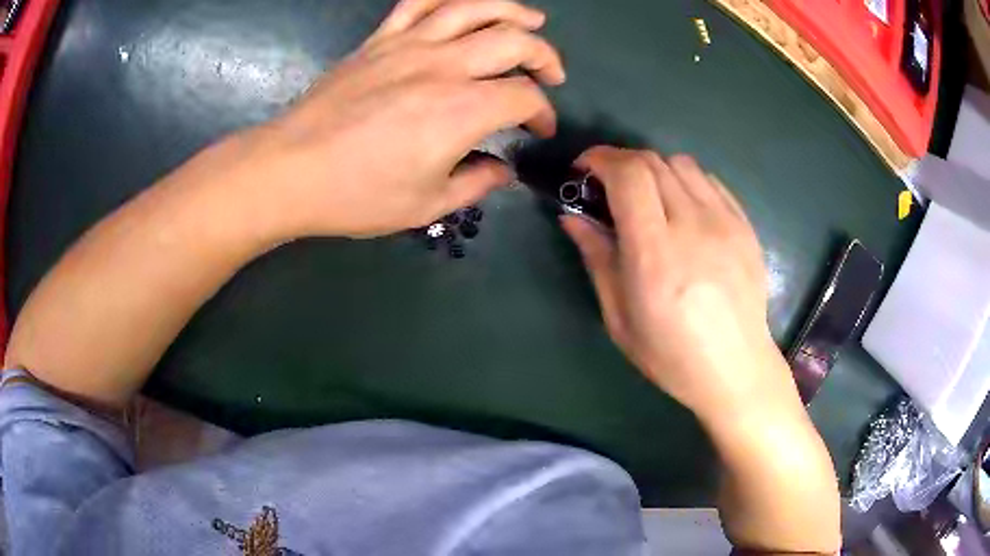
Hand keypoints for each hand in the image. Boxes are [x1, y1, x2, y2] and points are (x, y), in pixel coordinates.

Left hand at [241, 0, 563, 238]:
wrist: (290, 169)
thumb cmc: (356, 194)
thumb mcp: (426, 206)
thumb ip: (475, 184)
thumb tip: (503, 171)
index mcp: (461, 111)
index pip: (524, 98)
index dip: (542, 114)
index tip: (538, 132)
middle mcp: (443, 66)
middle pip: (514, 41)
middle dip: (545, 57)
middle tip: (550, 76)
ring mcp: (409, 45)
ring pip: (474, 8)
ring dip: (512, 11)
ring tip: (532, 19)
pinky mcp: (380, 40)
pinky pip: (419, 2)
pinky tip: (464, 6)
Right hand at [561, 147, 800, 423]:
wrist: (736, 368)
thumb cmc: (671, 355)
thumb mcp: (619, 318)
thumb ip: (597, 258)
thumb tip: (572, 216)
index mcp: (656, 254)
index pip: (628, 175)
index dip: (600, 159)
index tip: (583, 170)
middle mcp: (694, 226)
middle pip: (652, 161)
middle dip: (620, 162)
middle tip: (607, 187)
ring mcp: (725, 222)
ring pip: (681, 164)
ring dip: (653, 170)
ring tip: (647, 199)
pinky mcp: (745, 225)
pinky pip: (709, 181)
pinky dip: (685, 181)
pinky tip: (681, 209)